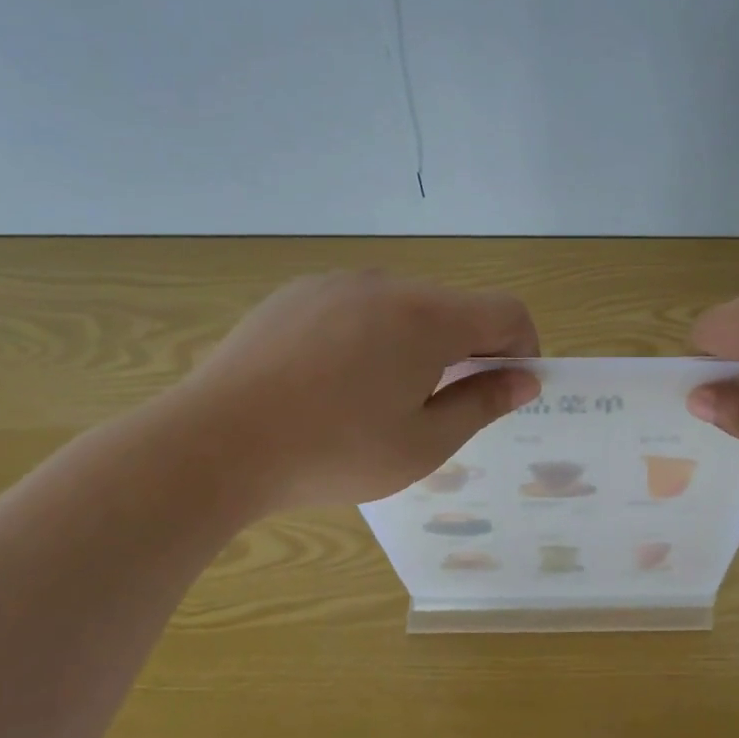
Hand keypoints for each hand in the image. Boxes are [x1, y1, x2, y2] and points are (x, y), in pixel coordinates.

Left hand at [164, 271, 540, 515]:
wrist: (214, 444)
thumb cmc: (332, 452)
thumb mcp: (423, 444)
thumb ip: (482, 405)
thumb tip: (524, 381)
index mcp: (427, 318)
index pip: (506, 312)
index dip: (522, 348)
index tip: (505, 389)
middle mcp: (387, 285)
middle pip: (454, 308)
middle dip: (467, 350)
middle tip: (440, 407)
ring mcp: (336, 284)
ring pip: (404, 307)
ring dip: (416, 343)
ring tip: (378, 398)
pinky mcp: (296, 294)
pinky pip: (357, 306)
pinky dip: (370, 335)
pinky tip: (332, 381)